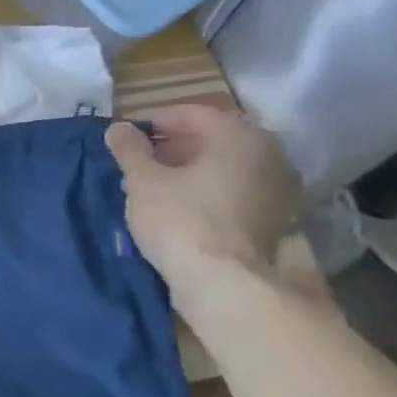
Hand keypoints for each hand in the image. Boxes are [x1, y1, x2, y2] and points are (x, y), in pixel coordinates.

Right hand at [104, 105, 302, 306]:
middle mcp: (269, 154)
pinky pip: (234, 189)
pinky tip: (179, 204)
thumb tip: (118, 128)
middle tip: (136, 159)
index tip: (124, 133)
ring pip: (224, 166)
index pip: (191, 113)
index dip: (152, 120)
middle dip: (171, 145)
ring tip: (152, 184)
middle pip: (212, 138)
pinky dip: (206, 189)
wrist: (227, 282)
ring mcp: (277, 187)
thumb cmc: (181, 220)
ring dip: (189, 168)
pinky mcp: (274, 217)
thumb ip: (130, 150)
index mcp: (239, 136)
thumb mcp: (143, 181)